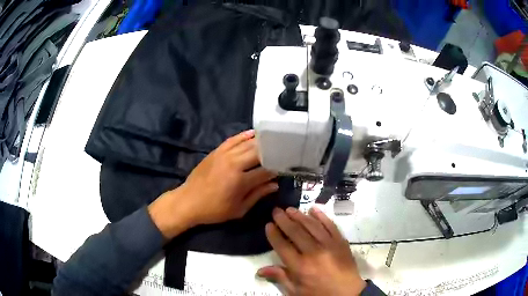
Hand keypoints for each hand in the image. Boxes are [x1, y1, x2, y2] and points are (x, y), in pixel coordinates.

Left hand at [148, 130, 277, 238]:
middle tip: (282, 153)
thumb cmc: (214, 210)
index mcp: (240, 181)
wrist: (188, 201)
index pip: (266, 170)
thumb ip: (258, 195)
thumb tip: (275, 185)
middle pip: (259, 152)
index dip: (277, 170)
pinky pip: (233, 139)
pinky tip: (253, 133)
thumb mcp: (239, 209)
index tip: (285, 169)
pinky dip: (244, 135)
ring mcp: (224, 154)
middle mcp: (234, 163)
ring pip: (247, 143)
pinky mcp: (216, 151)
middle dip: (272, 152)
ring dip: (261, 142)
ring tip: (273, 142)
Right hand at [257, 207, 365, 295]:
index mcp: (301, 267)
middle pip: (296, 232)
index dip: (274, 234)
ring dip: (300, 216)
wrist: (348, 293)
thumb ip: (280, 278)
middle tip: (276, 211)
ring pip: (312, 226)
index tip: (268, 225)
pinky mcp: (341, 242)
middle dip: (284, 220)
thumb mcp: (297, 292)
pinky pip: (330, 225)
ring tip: (290, 209)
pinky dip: (322, 216)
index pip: (283, 246)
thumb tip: (260, 270)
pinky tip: (314, 210)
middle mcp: (314, 253)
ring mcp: (330, 245)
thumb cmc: (319, 294)